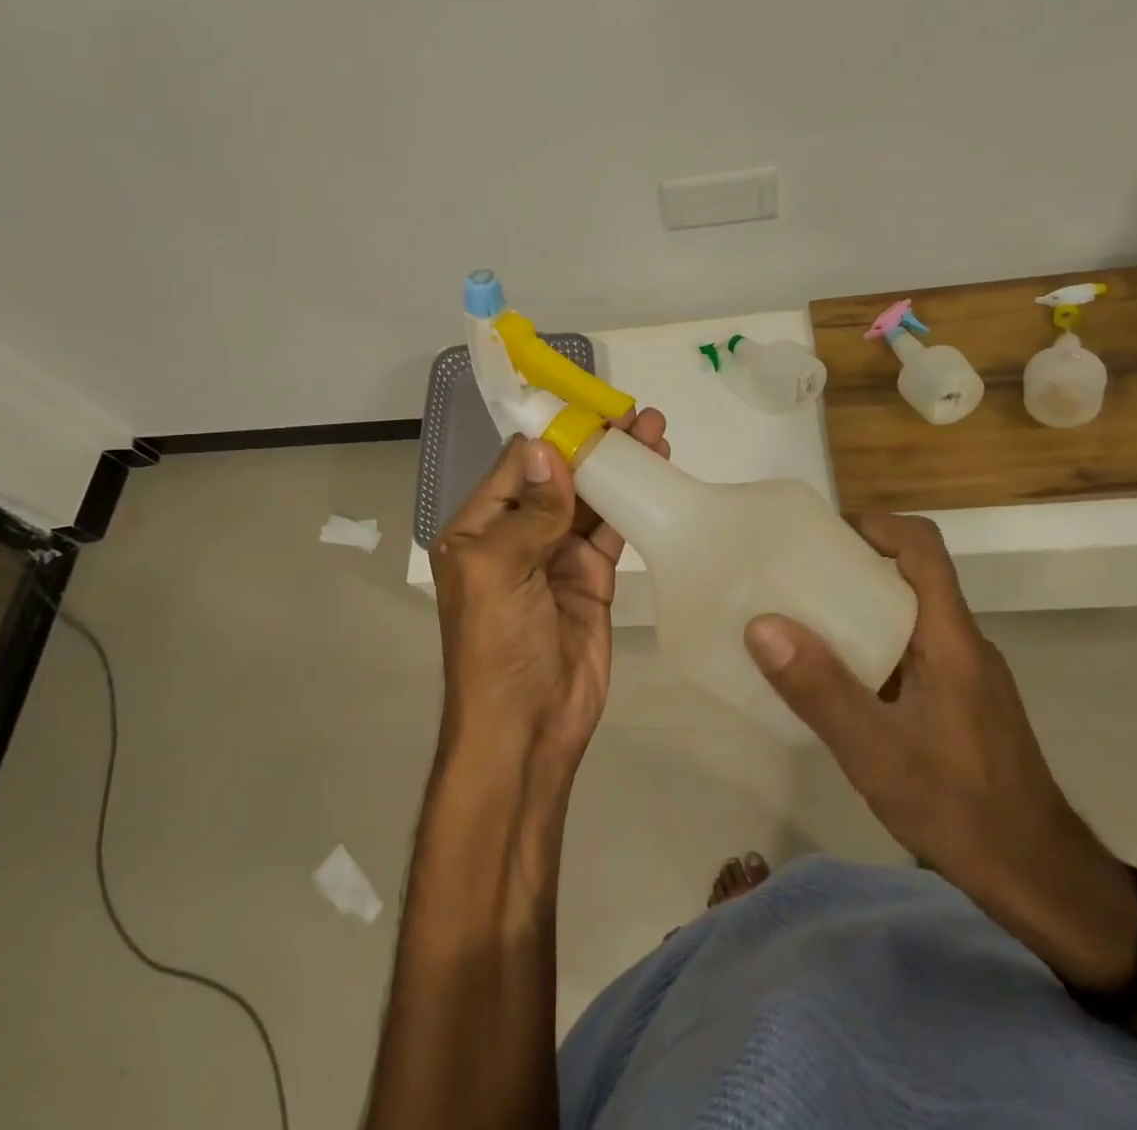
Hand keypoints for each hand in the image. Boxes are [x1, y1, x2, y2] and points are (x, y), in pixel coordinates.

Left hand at [430, 410, 668, 772]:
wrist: (529, 728)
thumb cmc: (497, 646)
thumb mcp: (500, 571)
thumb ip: (530, 511)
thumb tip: (546, 448)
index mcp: (479, 529)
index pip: (517, 467)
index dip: (554, 436)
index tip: (592, 408)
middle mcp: (516, 535)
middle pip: (559, 477)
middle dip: (594, 445)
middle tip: (635, 414)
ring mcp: (556, 557)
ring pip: (590, 500)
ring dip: (619, 467)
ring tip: (655, 431)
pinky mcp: (591, 578)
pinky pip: (612, 531)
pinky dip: (633, 504)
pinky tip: (657, 477)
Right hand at [743, 516, 1126, 935]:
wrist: (1042, 882)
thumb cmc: (962, 809)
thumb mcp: (877, 752)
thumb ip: (820, 689)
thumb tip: (762, 624)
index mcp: (950, 639)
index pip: (922, 549)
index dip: (874, 526)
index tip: (821, 535)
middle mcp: (962, 645)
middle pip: (909, 578)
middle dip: (851, 568)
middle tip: (790, 580)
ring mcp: (966, 677)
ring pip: (908, 619)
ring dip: (857, 611)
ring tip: (799, 626)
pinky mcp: (962, 706)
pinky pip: (911, 655)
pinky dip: (871, 650)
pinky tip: (837, 686)